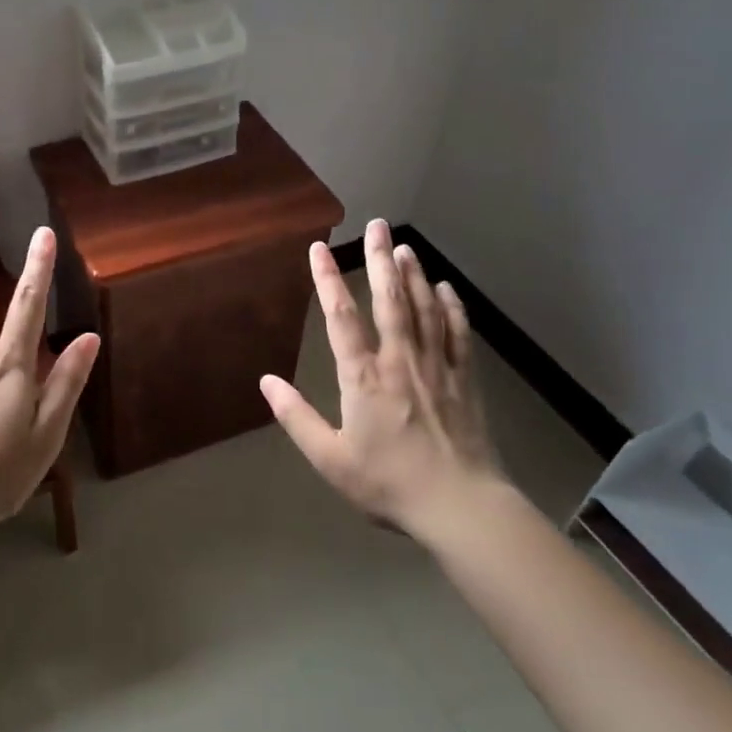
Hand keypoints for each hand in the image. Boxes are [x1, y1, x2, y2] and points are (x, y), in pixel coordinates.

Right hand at [260, 219, 502, 534]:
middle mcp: (400, 361)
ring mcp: (436, 367)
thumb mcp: (330, 459)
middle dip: (379, 260)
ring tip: (403, 246)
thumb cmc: (389, 483)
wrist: (460, 506)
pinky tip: (446, 289)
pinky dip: (452, 307)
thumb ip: (296, 417)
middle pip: (389, 300)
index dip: (327, 280)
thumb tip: (266, 382)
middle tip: (376, 224)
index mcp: (364, 378)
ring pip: (424, 309)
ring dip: (413, 275)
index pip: (340, 318)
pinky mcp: (465, 380)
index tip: (319, 248)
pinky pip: (458, 334)